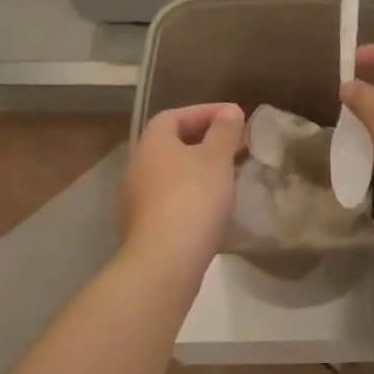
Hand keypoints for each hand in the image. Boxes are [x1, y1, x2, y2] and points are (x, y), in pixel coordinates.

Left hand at [120, 103, 244, 288]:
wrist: (164, 261)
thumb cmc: (193, 198)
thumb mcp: (216, 159)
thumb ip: (224, 132)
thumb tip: (230, 111)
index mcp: (152, 143)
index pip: (175, 115)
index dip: (205, 112)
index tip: (234, 117)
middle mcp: (138, 165)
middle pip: (172, 144)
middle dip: (204, 140)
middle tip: (235, 144)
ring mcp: (137, 198)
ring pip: (172, 172)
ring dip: (199, 168)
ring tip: (229, 173)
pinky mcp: (144, 225)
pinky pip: (171, 197)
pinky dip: (192, 192)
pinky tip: (213, 203)